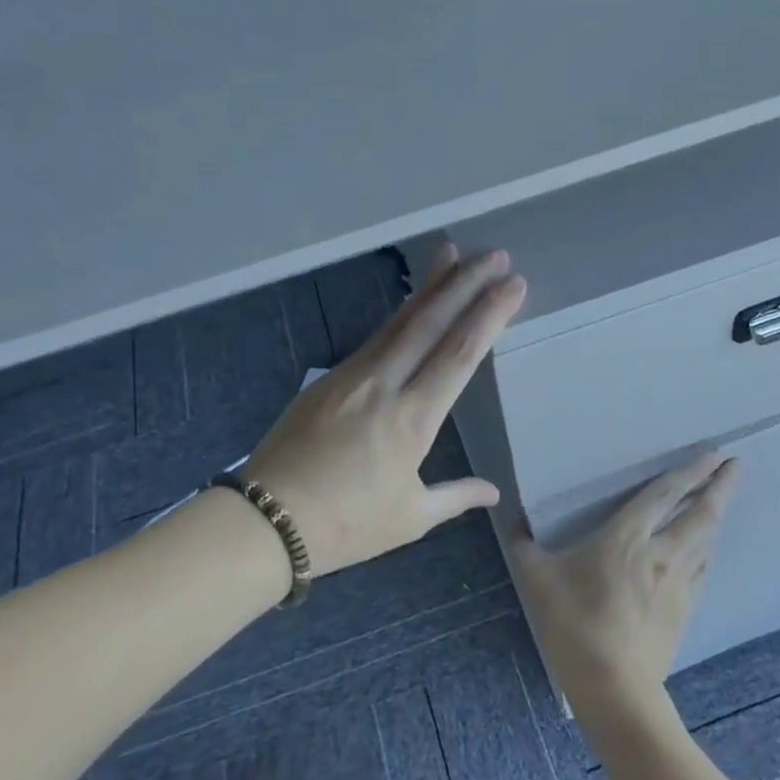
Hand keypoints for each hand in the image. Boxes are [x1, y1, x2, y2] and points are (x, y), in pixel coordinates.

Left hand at [244, 246, 525, 577]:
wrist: (266, 520)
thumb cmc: (345, 525)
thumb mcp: (409, 518)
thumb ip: (455, 497)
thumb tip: (493, 493)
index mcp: (412, 420)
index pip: (459, 354)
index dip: (489, 315)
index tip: (513, 285)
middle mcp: (384, 385)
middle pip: (430, 322)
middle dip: (466, 283)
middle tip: (496, 254)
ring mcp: (351, 376)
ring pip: (398, 321)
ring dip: (430, 286)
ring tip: (452, 253)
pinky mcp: (326, 379)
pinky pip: (374, 338)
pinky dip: (399, 315)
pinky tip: (412, 304)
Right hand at [509, 452, 740, 723]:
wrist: (614, 688)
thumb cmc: (574, 626)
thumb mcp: (537, 580)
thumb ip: (525, 547)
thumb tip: (515, 525)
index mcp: (626, 538)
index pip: (664, 494)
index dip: (689, 471)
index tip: (713, 453)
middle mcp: (661, 553)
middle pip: (700, 513)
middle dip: (720, 486)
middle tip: (736, 465)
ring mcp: (678, 583)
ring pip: (706, 539)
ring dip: (718, 514)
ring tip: (725, 498)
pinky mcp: (685, 609)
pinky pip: (703, 568)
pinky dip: (708, 548)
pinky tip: (707, 548)